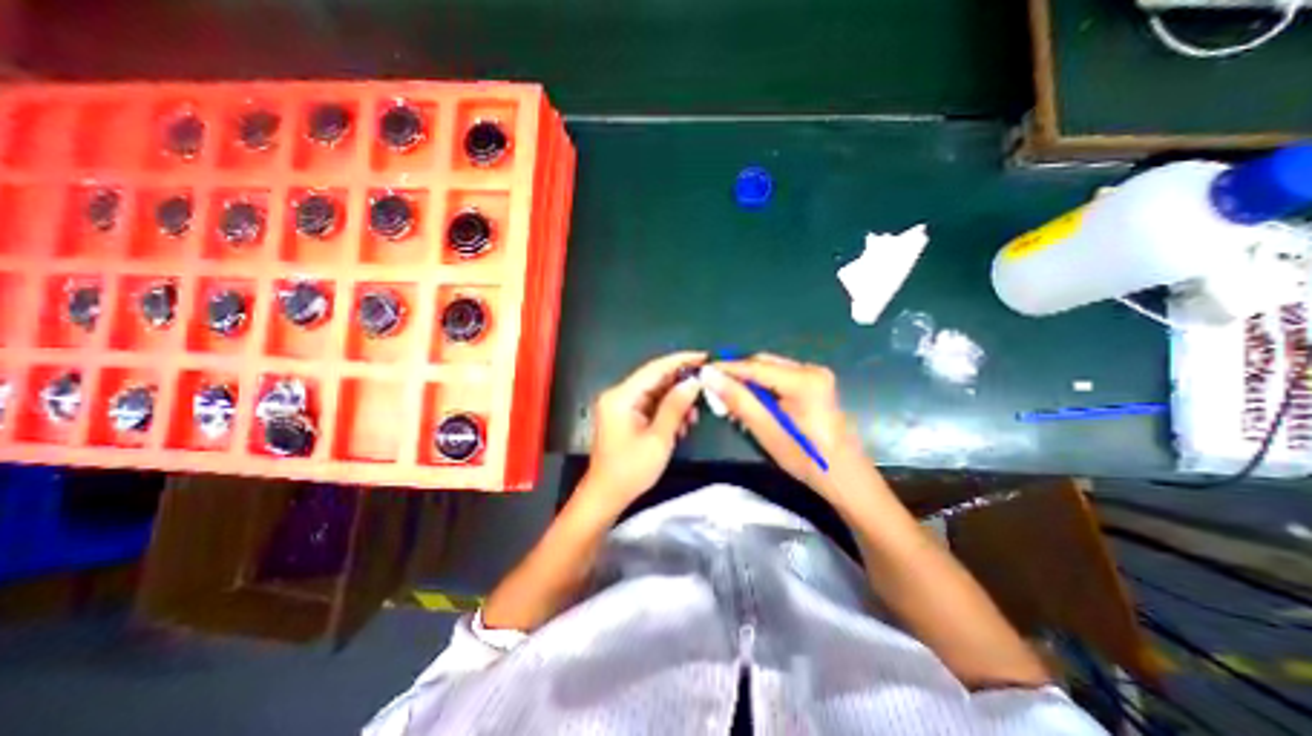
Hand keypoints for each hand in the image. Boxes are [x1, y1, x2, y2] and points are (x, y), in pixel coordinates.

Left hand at [583, 351, 706, 511]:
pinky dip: (666, 410)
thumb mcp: (659, 438)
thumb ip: (675, 406)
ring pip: (655, 392)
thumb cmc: (631, 470)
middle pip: (654, 379)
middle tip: (704, 389)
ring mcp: (620, 405)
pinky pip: (650, 405)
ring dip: (675, 400)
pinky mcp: (625, 416)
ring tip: (693, 415)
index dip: (681, 360)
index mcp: (621, 397)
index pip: (654, 368)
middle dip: (680, 384)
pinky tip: (680, 424)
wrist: (606, 495)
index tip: (703, 357)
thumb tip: (693, 382)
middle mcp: (618, 395)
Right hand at [702, 352, 868, 500]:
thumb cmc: (806, 458)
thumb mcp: (767, 430)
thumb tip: (709, 376)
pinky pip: (779, 378)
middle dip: (737, 375)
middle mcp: (811, 369)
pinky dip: (762, 387)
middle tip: (714, 389)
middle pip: (763, 364)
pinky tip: (751, 402)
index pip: (755, 367)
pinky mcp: (815, 383)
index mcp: (804, 380)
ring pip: (769, 370)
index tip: (702, 371)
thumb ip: (738, 400)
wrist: (844, 476)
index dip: (726, 368)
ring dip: (748, 382)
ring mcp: (815, 375)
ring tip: (729, 399)